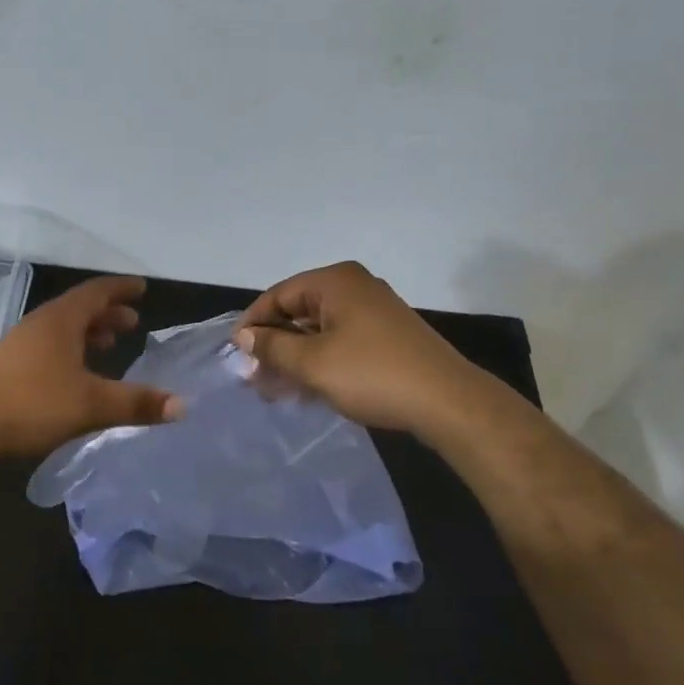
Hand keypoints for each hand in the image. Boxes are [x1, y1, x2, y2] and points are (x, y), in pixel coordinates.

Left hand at [0, 276, 182, 459]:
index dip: (121, 289)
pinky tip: (73, 377)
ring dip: (87, 334)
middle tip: (132, 325)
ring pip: (61, 330)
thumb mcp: (91, 405)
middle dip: (107, 314)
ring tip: (107, 347)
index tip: (142, 288)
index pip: (97, 292)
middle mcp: (39, 325)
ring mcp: (18, 345)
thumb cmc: (31, 403)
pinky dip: (69, 352)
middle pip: (78, 309)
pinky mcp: (5, 368)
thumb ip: (136, 403)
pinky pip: (47, 348)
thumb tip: (183, 405)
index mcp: (60, 320)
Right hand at [234, 262, 472, 432]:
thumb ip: (273, 347)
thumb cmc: (372, 375)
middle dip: (274, 344)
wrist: (447, 402)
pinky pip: (340, 340)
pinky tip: (306, 388)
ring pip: (319, 329)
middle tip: (253, 377)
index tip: (236, 354)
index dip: (253, 323)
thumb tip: (244, 337)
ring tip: (275, 389)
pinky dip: (320, 360)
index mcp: (335, 282)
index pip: (278, 294)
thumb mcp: (312, 363)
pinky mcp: (387, 335)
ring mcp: (374, 310)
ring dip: (295, 356)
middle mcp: (354, 287)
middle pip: (298, 310)